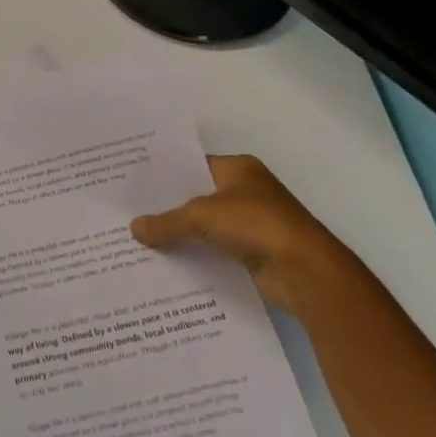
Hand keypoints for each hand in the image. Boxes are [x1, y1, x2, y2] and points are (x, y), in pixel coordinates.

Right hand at [131, 154, 351, 312]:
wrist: (304, 270)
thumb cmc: (255, 224)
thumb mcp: (201, 216)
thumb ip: (166, 222)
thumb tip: (134, 228)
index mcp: (239, 168)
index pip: (194, 165)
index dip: (166, 175)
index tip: (136, 185)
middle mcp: (247, 191)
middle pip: (199, 196)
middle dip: (169, 207)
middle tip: (131, 213)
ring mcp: (253, 223)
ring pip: (207, 226)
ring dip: (183, 235)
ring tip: (142, 241)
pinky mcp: (255, 253)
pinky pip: (217, 250)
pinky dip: (198, 256)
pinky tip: (169, 263)